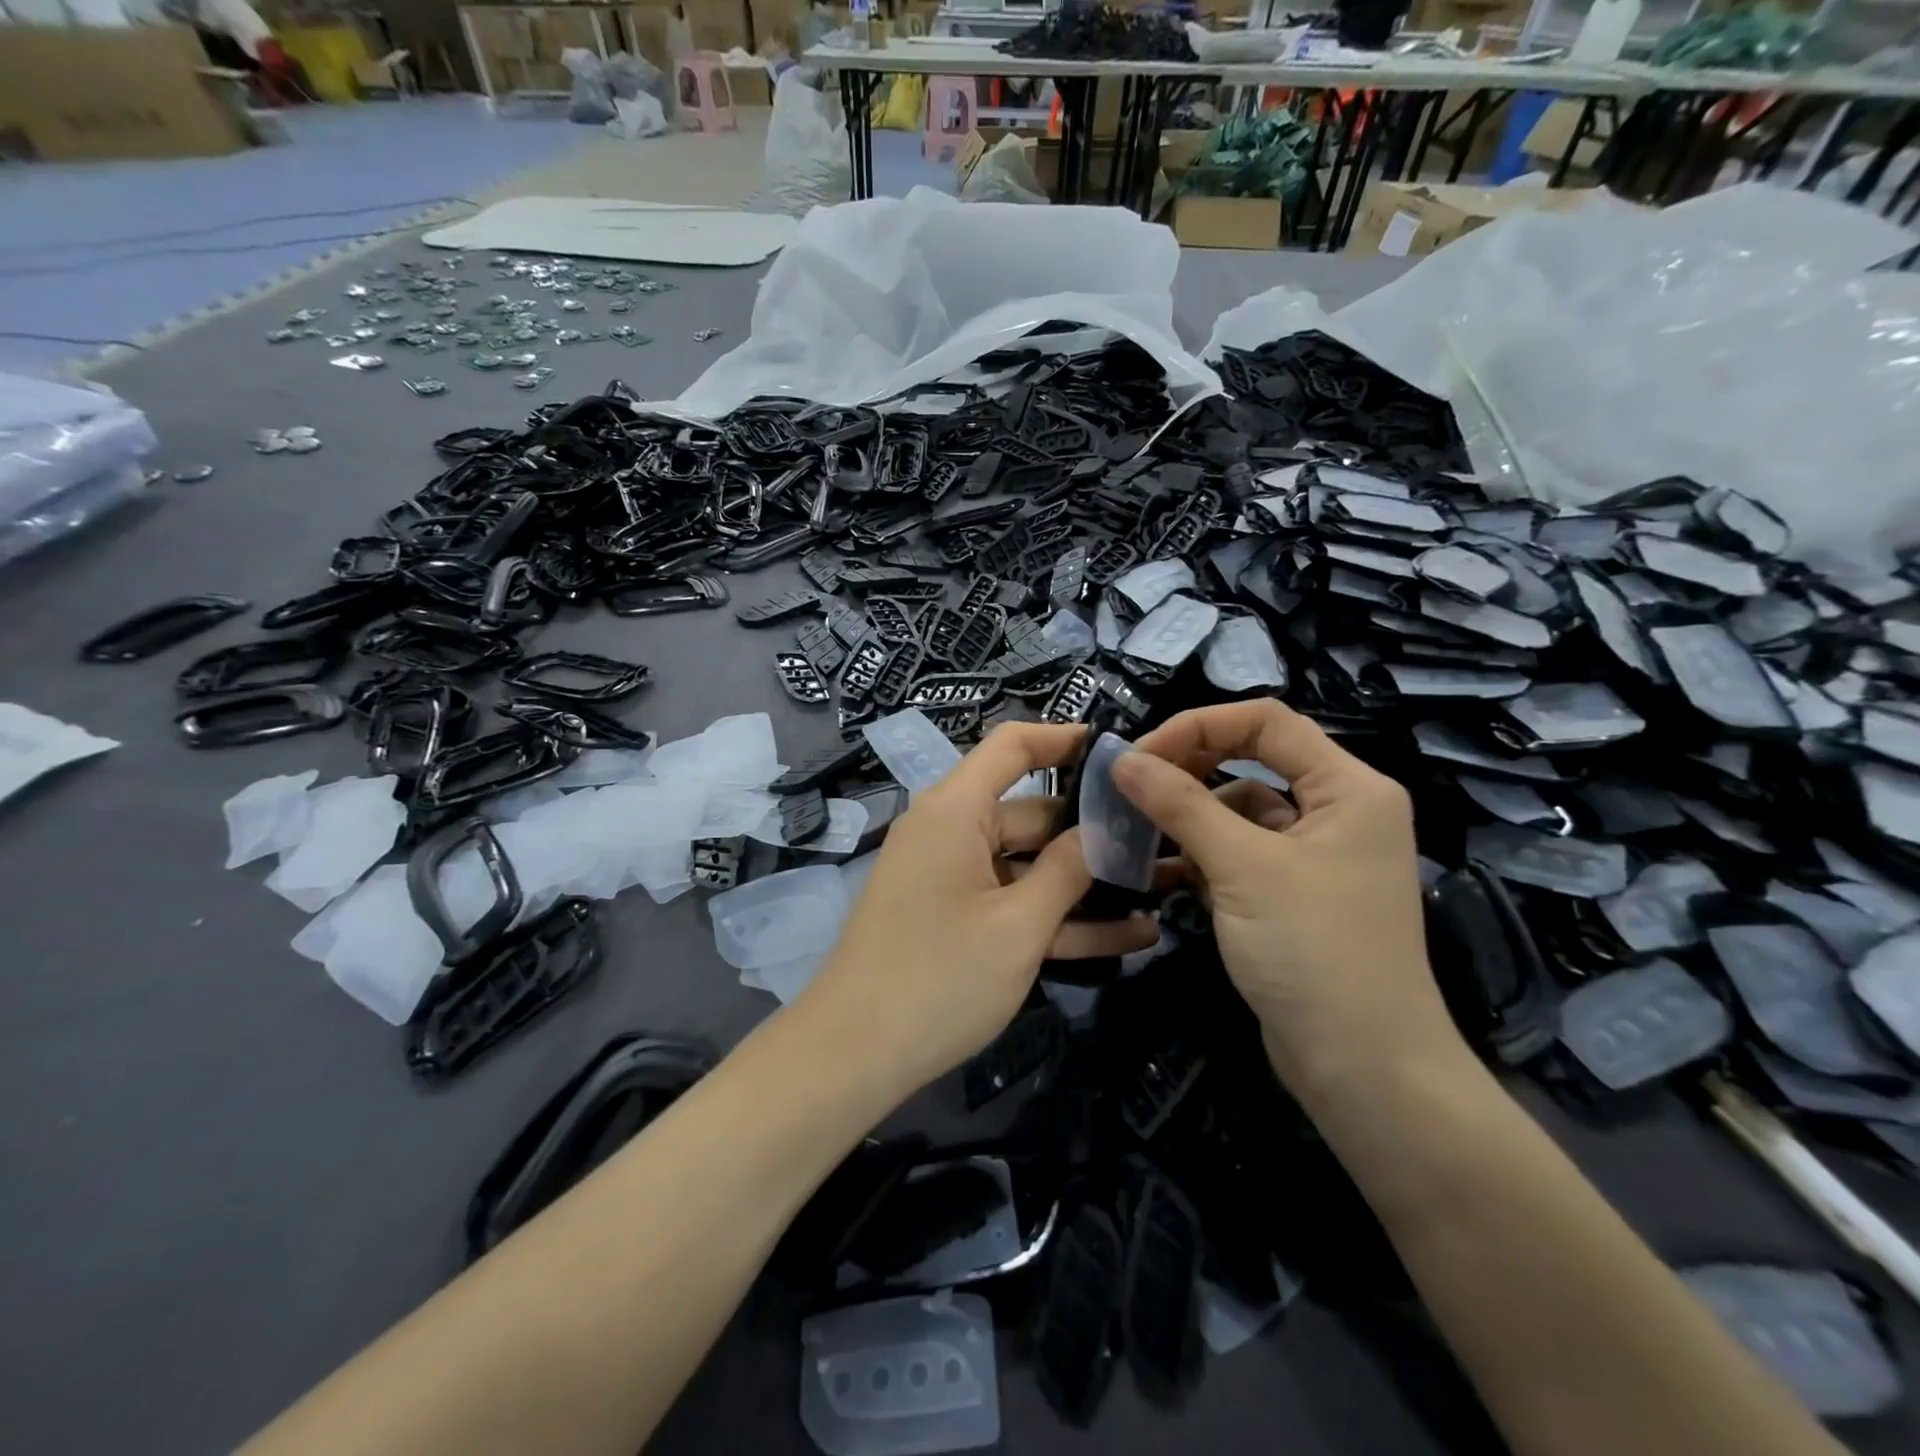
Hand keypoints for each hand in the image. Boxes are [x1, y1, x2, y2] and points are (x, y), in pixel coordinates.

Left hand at [801, 722, 1159, 1097]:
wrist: (852, 1055)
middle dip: (1093, 831)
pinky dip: (1057, 917)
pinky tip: (1129, 935)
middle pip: (1030, 813)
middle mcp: (951, 833)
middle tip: (1163, 843)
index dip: (1065, 739)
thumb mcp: (1018, 926)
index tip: (1121, 753)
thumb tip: (1102, 831)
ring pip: (1029, 866)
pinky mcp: (955, 919)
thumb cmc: (938, 978)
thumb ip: (1067, 871)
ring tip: (1163, 888)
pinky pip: (1012, 904)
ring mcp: (952, 879)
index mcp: (955, 810)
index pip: (1012, 746)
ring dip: (1086, 883)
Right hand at [1111, 700, 1461, 1094]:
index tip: (1140, 755)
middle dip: (1187, 769)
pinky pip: (1235, 855)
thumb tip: (1121, 760)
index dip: (1198, 726)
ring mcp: (1311, 856)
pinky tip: (1153, 869)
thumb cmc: (1315, 951)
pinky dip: (1196, 856)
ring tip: (1130, 830)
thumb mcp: (1242, 868)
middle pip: (1250, 761)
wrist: (1364, 1070)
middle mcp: (1335, 811)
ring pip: (1236, 811)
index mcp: (1348, 787)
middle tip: (1128, 787)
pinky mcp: (1288, 895)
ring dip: (1185, 817)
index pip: (1266, 722)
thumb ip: (1180, 804)